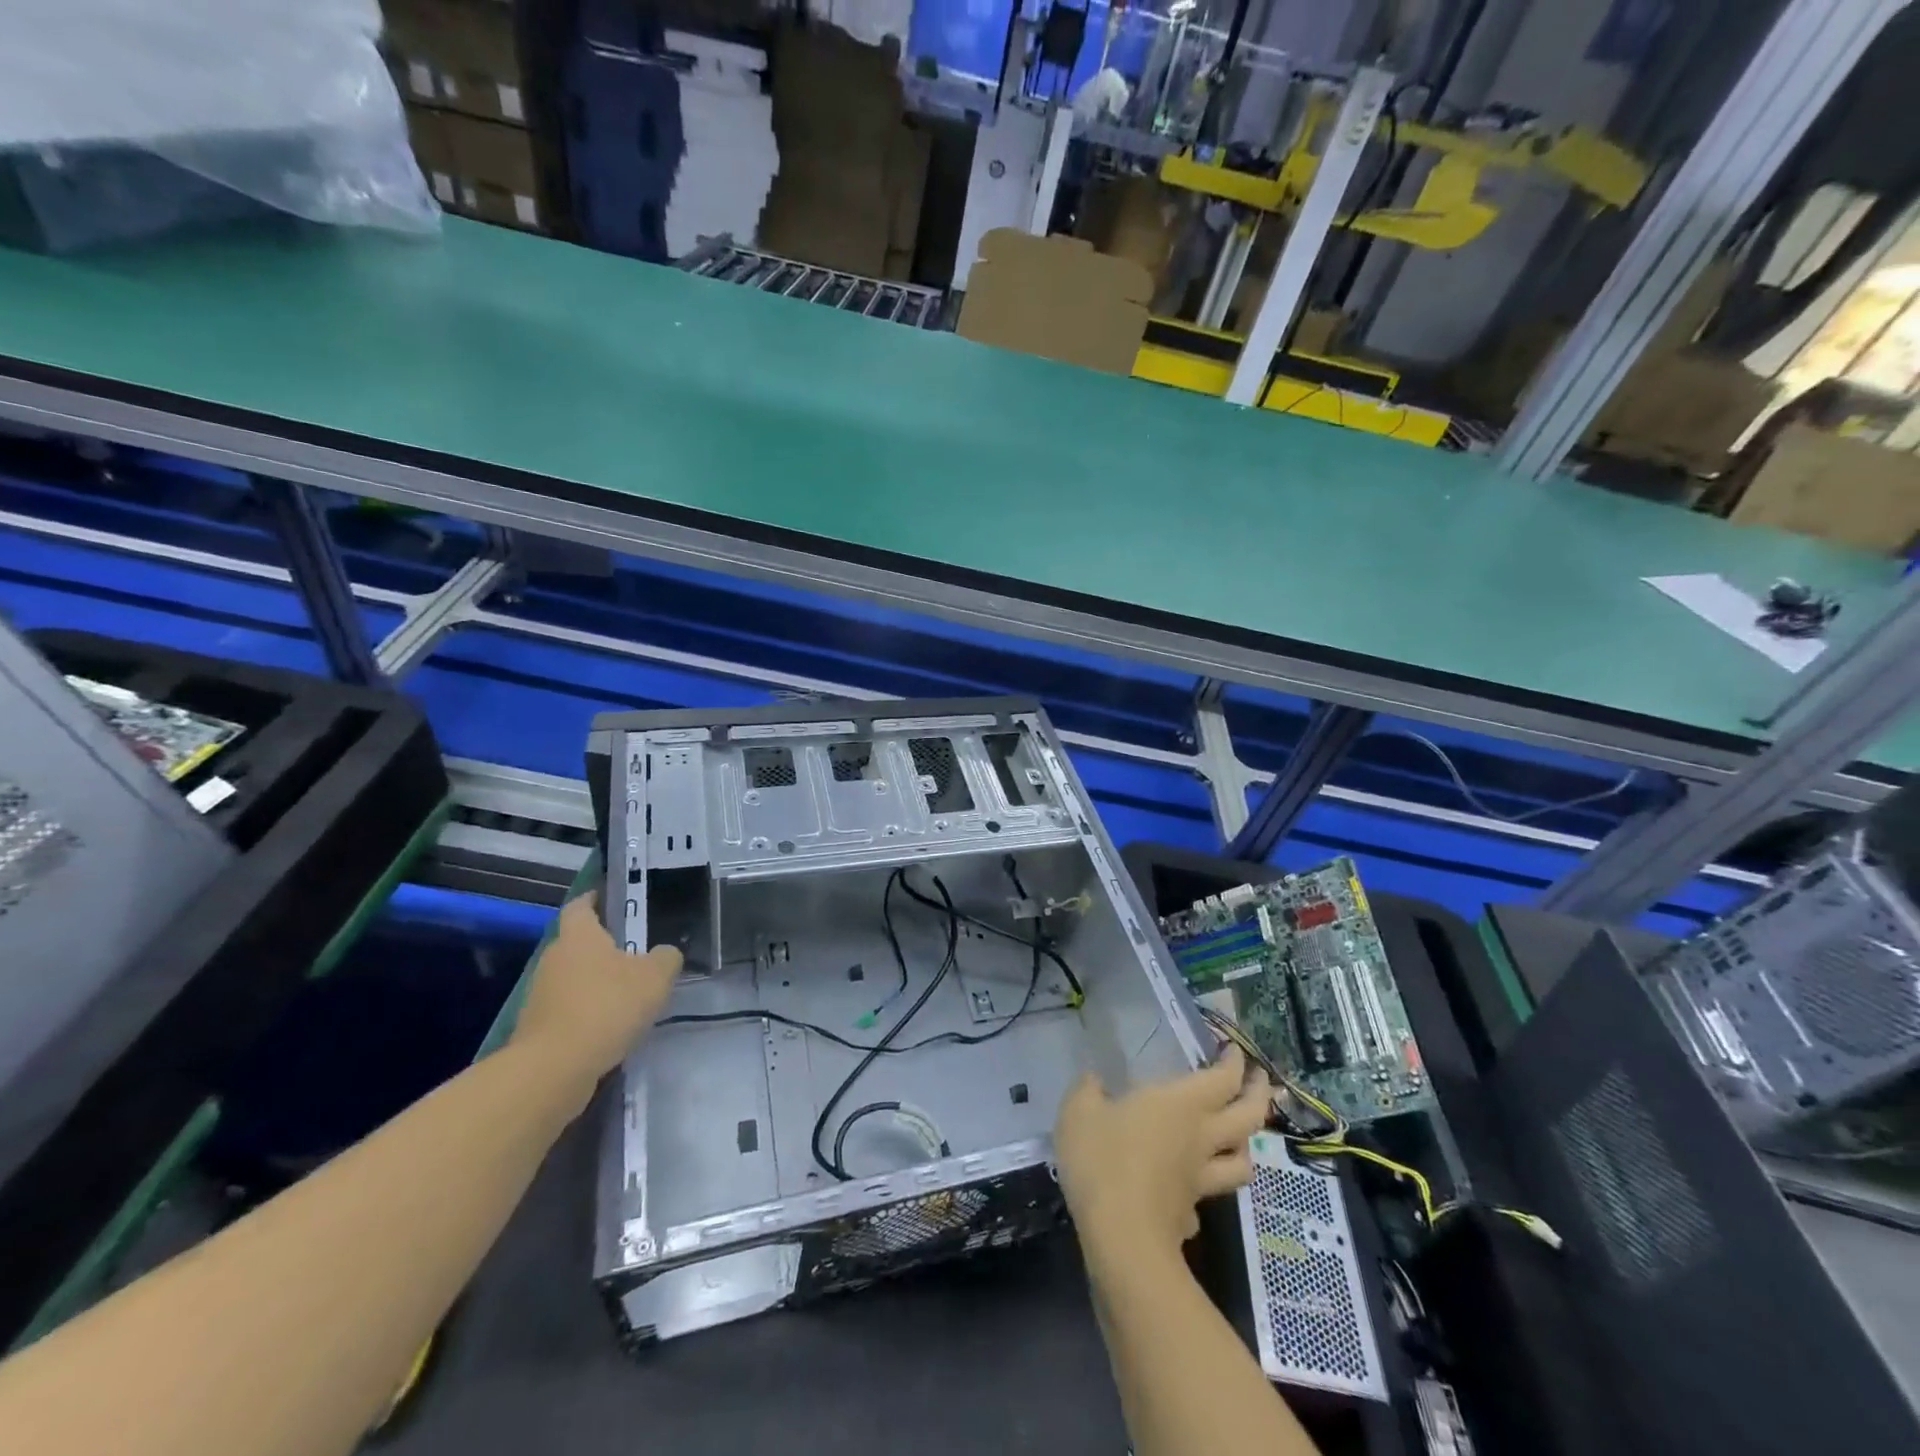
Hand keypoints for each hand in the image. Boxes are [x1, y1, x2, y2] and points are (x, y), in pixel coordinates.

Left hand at [509, 893, 682, 1091]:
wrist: (553, 1069)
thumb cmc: (606, 1007)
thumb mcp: (656, 977)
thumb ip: (666, 958)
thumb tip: (665, 954)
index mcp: (579, 935)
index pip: (581, 904)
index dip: (597, 899)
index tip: (615, 900)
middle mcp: (554, 958)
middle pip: (579, 943)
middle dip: (605, 947)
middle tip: (638, 953)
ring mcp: (541, 994)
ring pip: (575, 978)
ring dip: (598, 983)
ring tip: (630, 995)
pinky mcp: (538, 1028)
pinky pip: (570, 1009)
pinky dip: (588, 1013)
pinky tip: (612, 1027)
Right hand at [1054, 1046, 1269, 1262]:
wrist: (1121, 1239)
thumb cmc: (1103, 1160)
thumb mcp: (1079, 1111)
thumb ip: (1087, 1090)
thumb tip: (1094, 1081)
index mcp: (1181, 1104)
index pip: (1223, 1079)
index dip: (1234, 1063)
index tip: (1234, 1049)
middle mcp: (1201, 1138)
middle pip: (1248, 1117)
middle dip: (1258, 1095)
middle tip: (1260, 1080)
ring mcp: (1200, 1180)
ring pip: (1242, 1161)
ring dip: (1247, 1145)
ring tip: (1240, 1136)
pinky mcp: (1190, 1213)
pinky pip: (1209, 1195)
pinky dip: (1208, 1186)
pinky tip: (1194, 1186)